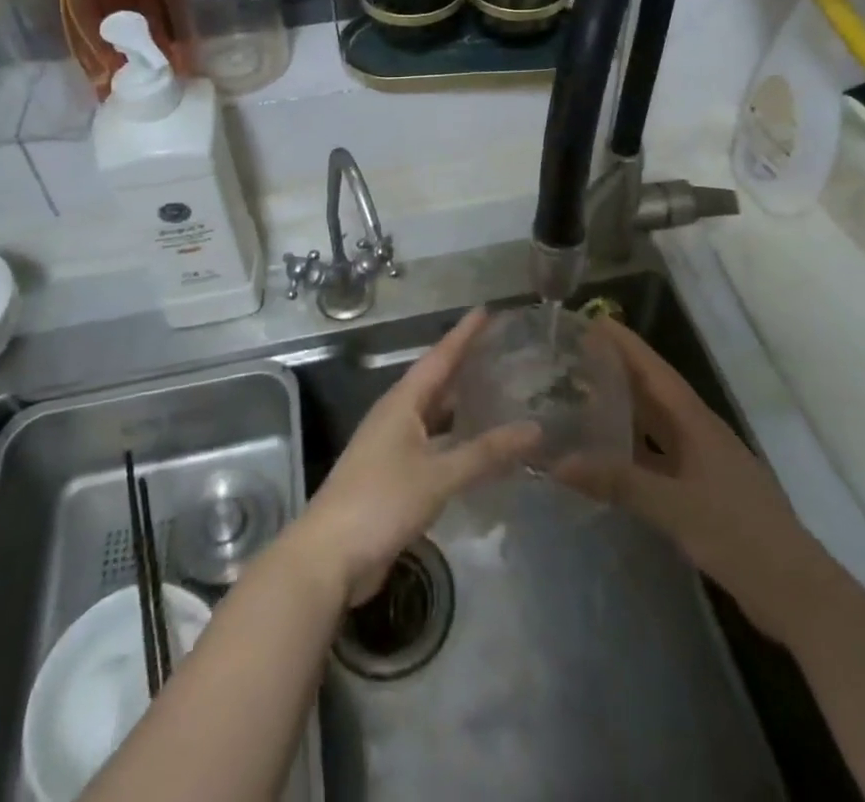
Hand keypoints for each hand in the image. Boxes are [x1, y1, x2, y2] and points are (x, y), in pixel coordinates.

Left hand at [292, 308, 539, 605]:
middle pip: (436, 382)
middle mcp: (397, 416)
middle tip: (500, 350)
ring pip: (434, 415)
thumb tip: (534, 429)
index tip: (486, 310)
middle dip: (465, 365)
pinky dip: (456, 439)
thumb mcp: (438, 475)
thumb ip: (485, 453)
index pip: (439, 358)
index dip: (463, 334)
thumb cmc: (381, 501)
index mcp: (402, 403)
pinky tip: (477, 448)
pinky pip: (433, 444)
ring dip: (461, 404)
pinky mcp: (394, 476)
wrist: (330, 556)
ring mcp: (392, 447)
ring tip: (497, 393)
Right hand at [559, 318, 833, 640]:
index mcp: (696, 423)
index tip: (594, 321)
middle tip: (575, 357)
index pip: (655, 371)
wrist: (797, 592)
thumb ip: (619, 482)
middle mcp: (698, 434)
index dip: (626, 345)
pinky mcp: (703, 492)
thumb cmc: (738, 535)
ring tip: (582, 398)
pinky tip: (609, 459)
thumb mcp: (675, 506)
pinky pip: (658, 458)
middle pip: (653, 393)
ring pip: (655, 426)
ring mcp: (702, 464)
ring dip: (624, 410)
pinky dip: (632, 451)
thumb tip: (559, 462)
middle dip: (618, 372)